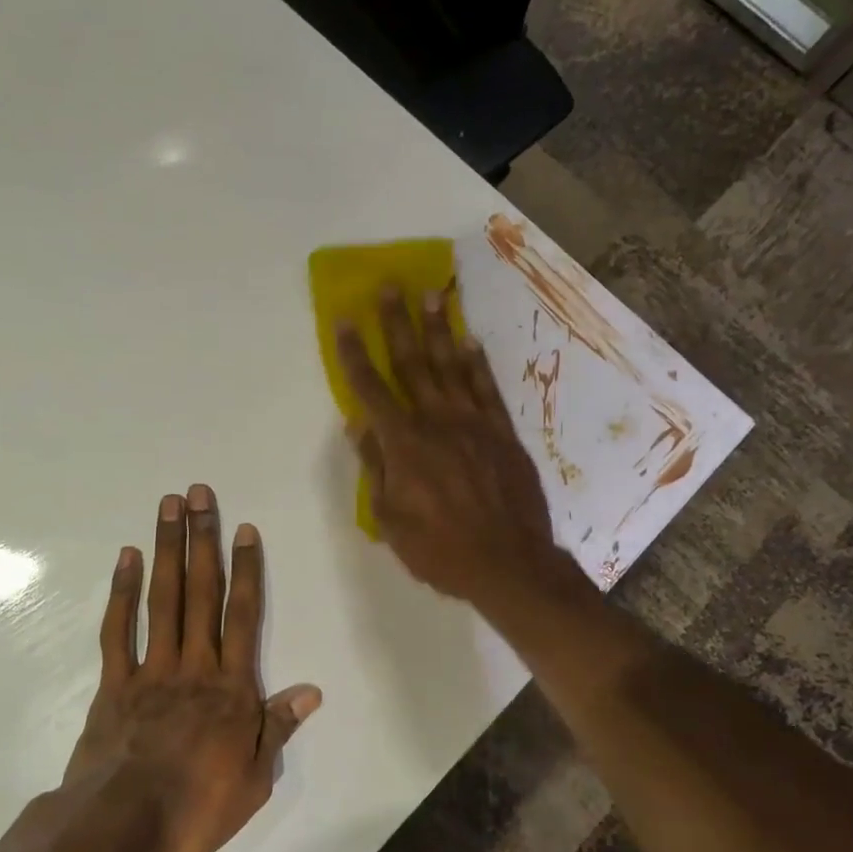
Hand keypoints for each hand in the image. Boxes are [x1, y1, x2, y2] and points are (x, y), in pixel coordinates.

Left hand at [64, 485, 321, 851]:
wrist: (120, 823)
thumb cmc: (195, 806)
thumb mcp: (254, 780)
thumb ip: (279, 729)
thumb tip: (311, 690)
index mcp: (231, 687)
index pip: (243, 616)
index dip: (246, 570)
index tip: (244, 529)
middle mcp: (194, 664)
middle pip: (201, 592)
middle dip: (203, 540)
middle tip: (201, 493)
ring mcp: (151, 668)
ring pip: (163, 599)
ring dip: (168, 550)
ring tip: (169, 507)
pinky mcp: (115, 681)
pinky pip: (119, 629)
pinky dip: (122, 592)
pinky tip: (127, 558)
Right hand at [337, 288, 561, 607]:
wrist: (509, 564)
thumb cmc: (440, 549)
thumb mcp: (390, 519)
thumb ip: (375, 467)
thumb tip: (358, 425)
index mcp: (403, 443)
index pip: (371, 389)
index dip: (354, 353)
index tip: (343, 321)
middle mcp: (437, 422)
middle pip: (412, 364)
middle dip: (397, 323)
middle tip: (391, 286)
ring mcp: (474, 423)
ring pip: (451, 367)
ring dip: (439, 329)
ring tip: (432, 295)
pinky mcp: (503, 433)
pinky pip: (488, 389)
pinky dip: (477, 363)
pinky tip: (470, 341)